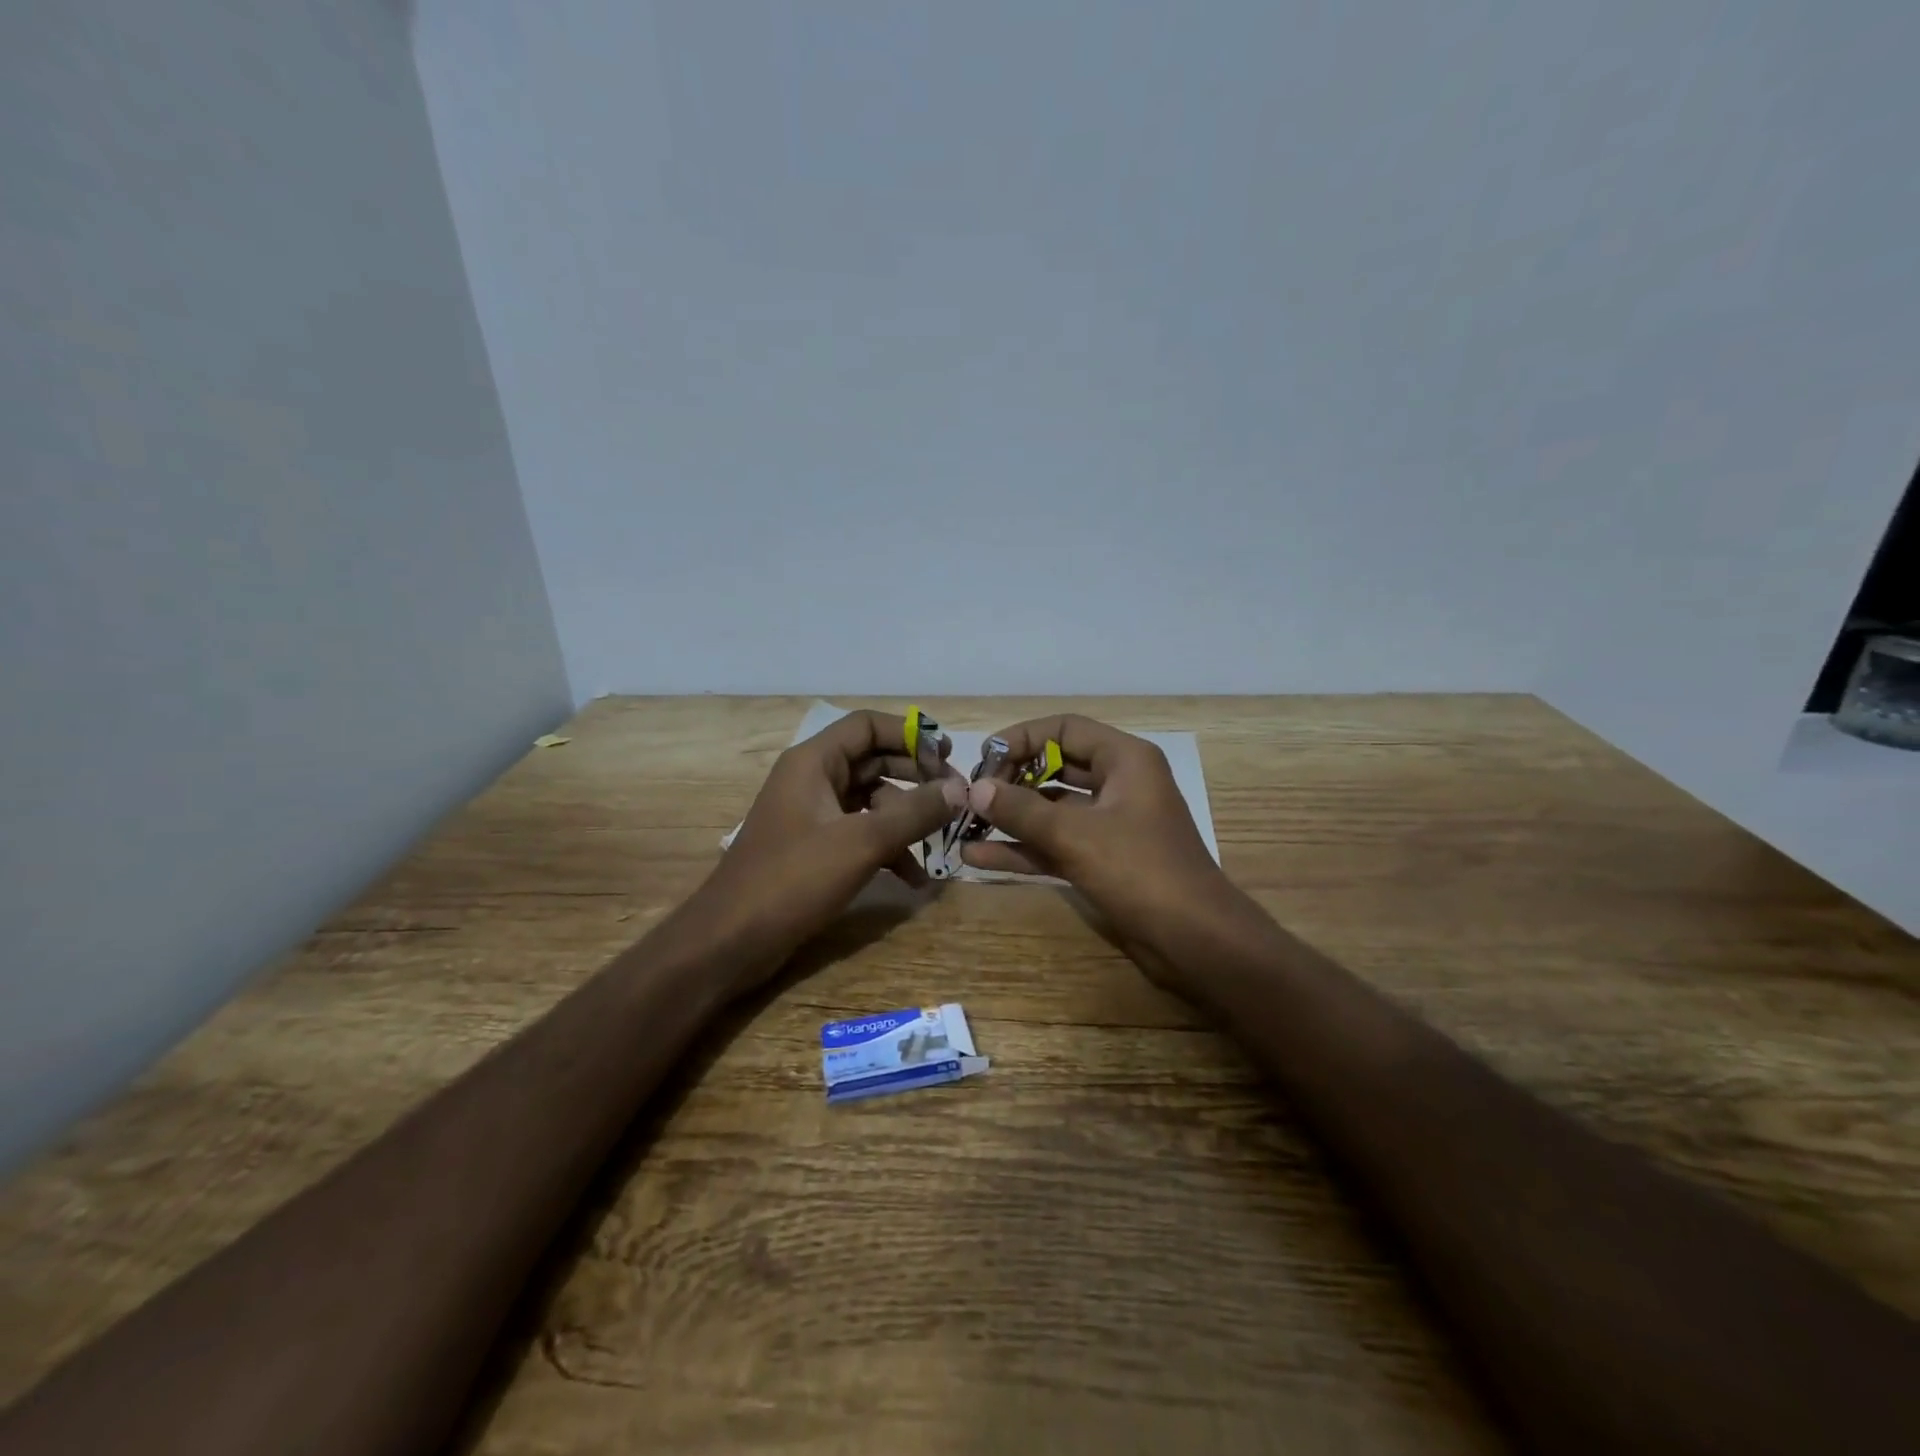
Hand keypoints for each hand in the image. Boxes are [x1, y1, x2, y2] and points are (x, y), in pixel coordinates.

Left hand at [686, 709, 966, 994]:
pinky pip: (861, 833)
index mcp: (814, 762)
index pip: (869, 726)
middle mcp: (813, 779)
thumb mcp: (862, 843)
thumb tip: (961, 790)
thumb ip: (914, 813)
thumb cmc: (792, 879)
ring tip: (942, 843)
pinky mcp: (814, 848)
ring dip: (907, 820)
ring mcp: (812, 815)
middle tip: (957, 799)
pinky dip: (888, 848)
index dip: (912, 735)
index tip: (950, 757)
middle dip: (918, 779)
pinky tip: (913, 878)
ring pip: (872, 801)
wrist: (730, 941)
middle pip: (875, 761)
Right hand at [958, 714, 1252, 996]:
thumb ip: (1021, 810)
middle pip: (1055, 767)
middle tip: (972, 797)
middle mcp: (1118, 784)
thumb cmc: (1141, 871)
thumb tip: (975, 789)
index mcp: (1124, 760)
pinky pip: (1055, 844)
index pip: (1064, 729)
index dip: (1021, 738)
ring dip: (1011, 818)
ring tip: (964, 826)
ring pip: (1052, 810)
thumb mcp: (1076, 835)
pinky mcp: (1102, 860)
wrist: (1195, 941)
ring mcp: (1109, 824)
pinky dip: (1023, 849)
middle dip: (1011, 780)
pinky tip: (978, 858)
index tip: (983, 760)